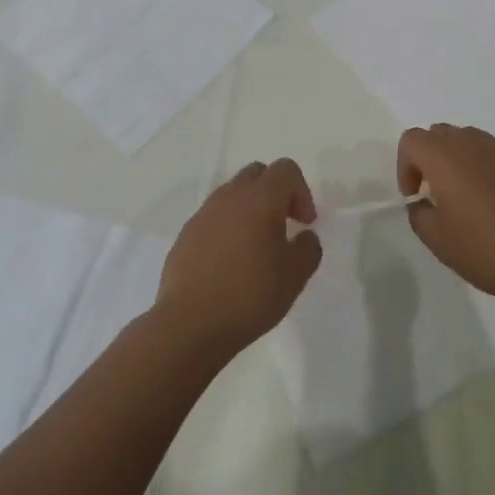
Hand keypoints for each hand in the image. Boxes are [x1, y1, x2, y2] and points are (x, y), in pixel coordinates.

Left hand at [156, 159, 321, 357]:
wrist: (189, 324)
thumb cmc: (250, 295)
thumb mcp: (295, 276)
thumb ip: (308, 248)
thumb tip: (304, 236)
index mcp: (260, 199)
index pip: (285, 169)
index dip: (302, 191)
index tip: (304, 223)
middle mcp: (230, 197)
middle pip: (257, 173)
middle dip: (275, 192)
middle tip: (284, 225)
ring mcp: (203, 214)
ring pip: (232, 194)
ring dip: (249, 209)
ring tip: (256, 245)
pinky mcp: (185, 235)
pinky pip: (213, 217)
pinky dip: (227, 227)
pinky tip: (230, 262)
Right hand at [397, 124, 494, 304]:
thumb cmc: (485, 249)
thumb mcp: (437, 240)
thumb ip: (419, 213)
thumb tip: (422, 202)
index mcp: (445, 157)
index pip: (412, 140)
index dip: (405, 166)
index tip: (415, 196)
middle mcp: (472, 144)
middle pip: (439, 133)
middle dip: (429, 157)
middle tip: (434, 192)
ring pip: (468, 140)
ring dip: (457, 160)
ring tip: (463, 196)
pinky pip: (493, 155)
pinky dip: (483, 168)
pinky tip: (493, 203)